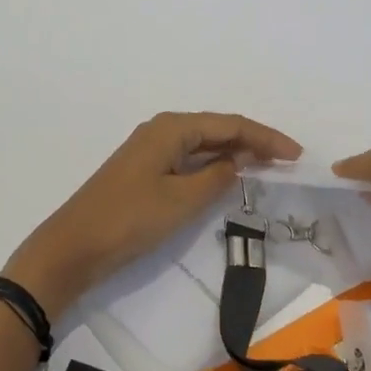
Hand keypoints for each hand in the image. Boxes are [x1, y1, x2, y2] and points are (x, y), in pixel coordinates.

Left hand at [4, 113, 301, 316]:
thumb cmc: (130, 219)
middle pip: (217, 129)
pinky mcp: (144, 170)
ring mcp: (150, 150)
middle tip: (287, 160)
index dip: (266, 137)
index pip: (230, 125)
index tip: (296, 154)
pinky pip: (188, 159)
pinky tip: (226, 177)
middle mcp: (161, 130)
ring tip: (266, 166)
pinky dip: (212, 166)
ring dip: (234, 153)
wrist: (74, 246)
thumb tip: (235, 163)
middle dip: (253, 142)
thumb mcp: (182, 200)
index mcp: (172, 128)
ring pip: (202, 144)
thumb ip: (216, 178)